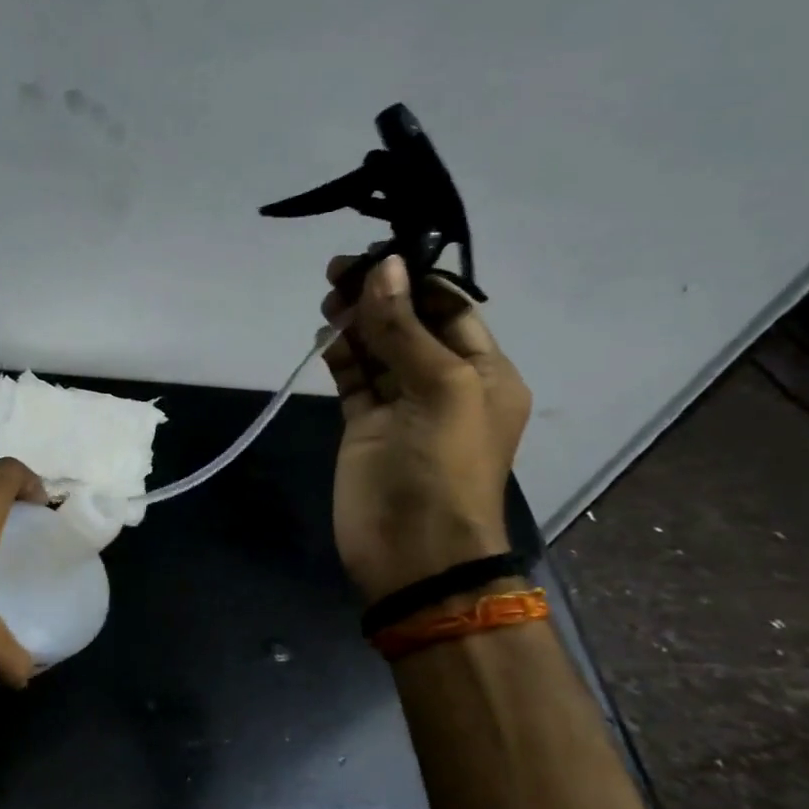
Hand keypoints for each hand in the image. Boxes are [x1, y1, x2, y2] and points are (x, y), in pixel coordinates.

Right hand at [321, 254, 531, 603]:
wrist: (412, 552)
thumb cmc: (440, 468)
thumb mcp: (437, 389)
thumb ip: (405, 329)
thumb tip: (384, 268)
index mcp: (484, 372)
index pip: (450, 308)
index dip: (413, 280)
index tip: (373, 257)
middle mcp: (444, 383)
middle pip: (409, 324)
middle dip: (378, 297)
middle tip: (337, 275)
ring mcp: (401, 406)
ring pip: (377, 349)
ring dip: (356, 322)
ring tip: (328, 301)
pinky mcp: (365, 426)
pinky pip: (354, 379)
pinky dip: (340, 355)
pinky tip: (325, 336)